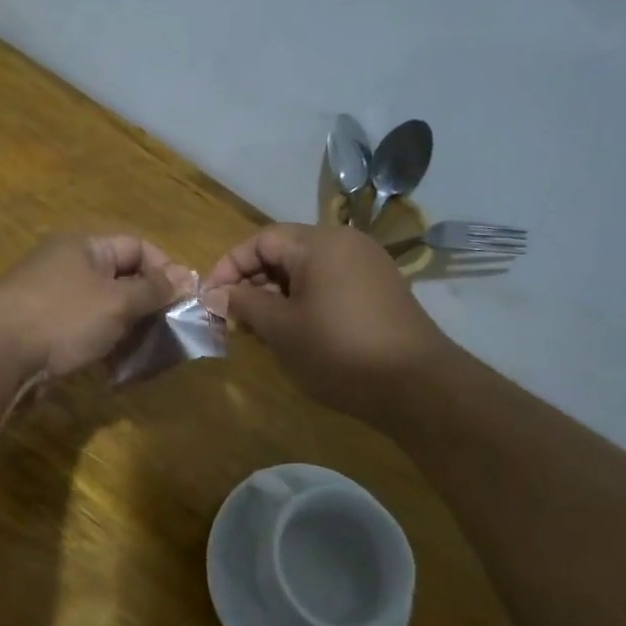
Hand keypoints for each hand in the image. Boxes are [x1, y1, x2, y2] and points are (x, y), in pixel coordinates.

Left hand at [0, 234, 192, 392]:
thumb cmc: (62, 317)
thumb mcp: (116, 302)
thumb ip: (153, 290)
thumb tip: (186, 277)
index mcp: (84, 247)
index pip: (137, 247)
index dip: (166, 270)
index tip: (185, 301)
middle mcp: (68, 267)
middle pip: (122, 280)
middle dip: (149, 307)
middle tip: (170, 335)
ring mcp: (53, 300)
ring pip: (105, 311)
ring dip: (129, 332)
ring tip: (146, 358)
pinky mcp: (44, 331)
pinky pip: (85, 333)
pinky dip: (104, 347)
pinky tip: (116, 371)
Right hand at [201, 223, 448, 422]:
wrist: (415, 385)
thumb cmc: (338, 350)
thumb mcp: (281, 328)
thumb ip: (244, 304)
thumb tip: (215, 293)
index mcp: (319, 243)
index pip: (261, 240)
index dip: (229, 266)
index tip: (210, 298)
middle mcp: (345, 244)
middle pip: (284, 253)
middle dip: (252, 283)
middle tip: (232, 319)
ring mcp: (367, 267)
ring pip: (306, 272)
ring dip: (276, 296)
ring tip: (259, 331)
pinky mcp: (379, 292)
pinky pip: (329, 286)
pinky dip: (304, 303)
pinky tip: (294, 334)